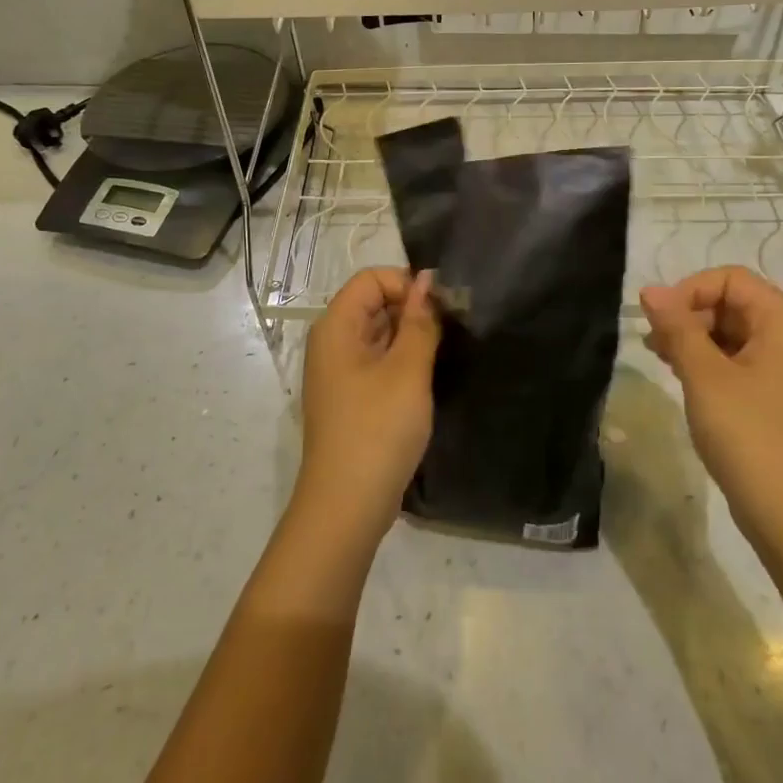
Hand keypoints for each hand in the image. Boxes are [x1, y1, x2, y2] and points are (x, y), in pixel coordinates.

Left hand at [295, 268, 440, 541]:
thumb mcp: (408, 369)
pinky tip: (427, 377)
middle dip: (412, 309)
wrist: (347, 505)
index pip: (371, 278)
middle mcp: (332, 342)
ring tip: (443, 353)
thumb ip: (420, 321)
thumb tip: (428, 280)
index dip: (406, 284)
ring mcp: (339, 372)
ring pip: (378, 334)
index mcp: (336, 326)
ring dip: (411, 336)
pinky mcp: (351, 397)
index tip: (440, 309)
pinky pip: (377, 361)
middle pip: (373, 303)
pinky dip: (402, 360)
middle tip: (451, 330)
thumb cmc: (378, 429)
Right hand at [640, 267, 782, 540]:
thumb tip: (650, 290)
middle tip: (655, 344)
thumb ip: (677, 327)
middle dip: (689, 315)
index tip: (659, 321)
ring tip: (660, 358)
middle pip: (732, 303)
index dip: (690, 290)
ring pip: (731, 333)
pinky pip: (738, 361)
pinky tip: (682, 378)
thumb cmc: (748, 434)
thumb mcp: (704, 375)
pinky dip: (708, 362)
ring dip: (693, 338)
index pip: (730, 279)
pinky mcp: (775, 396)